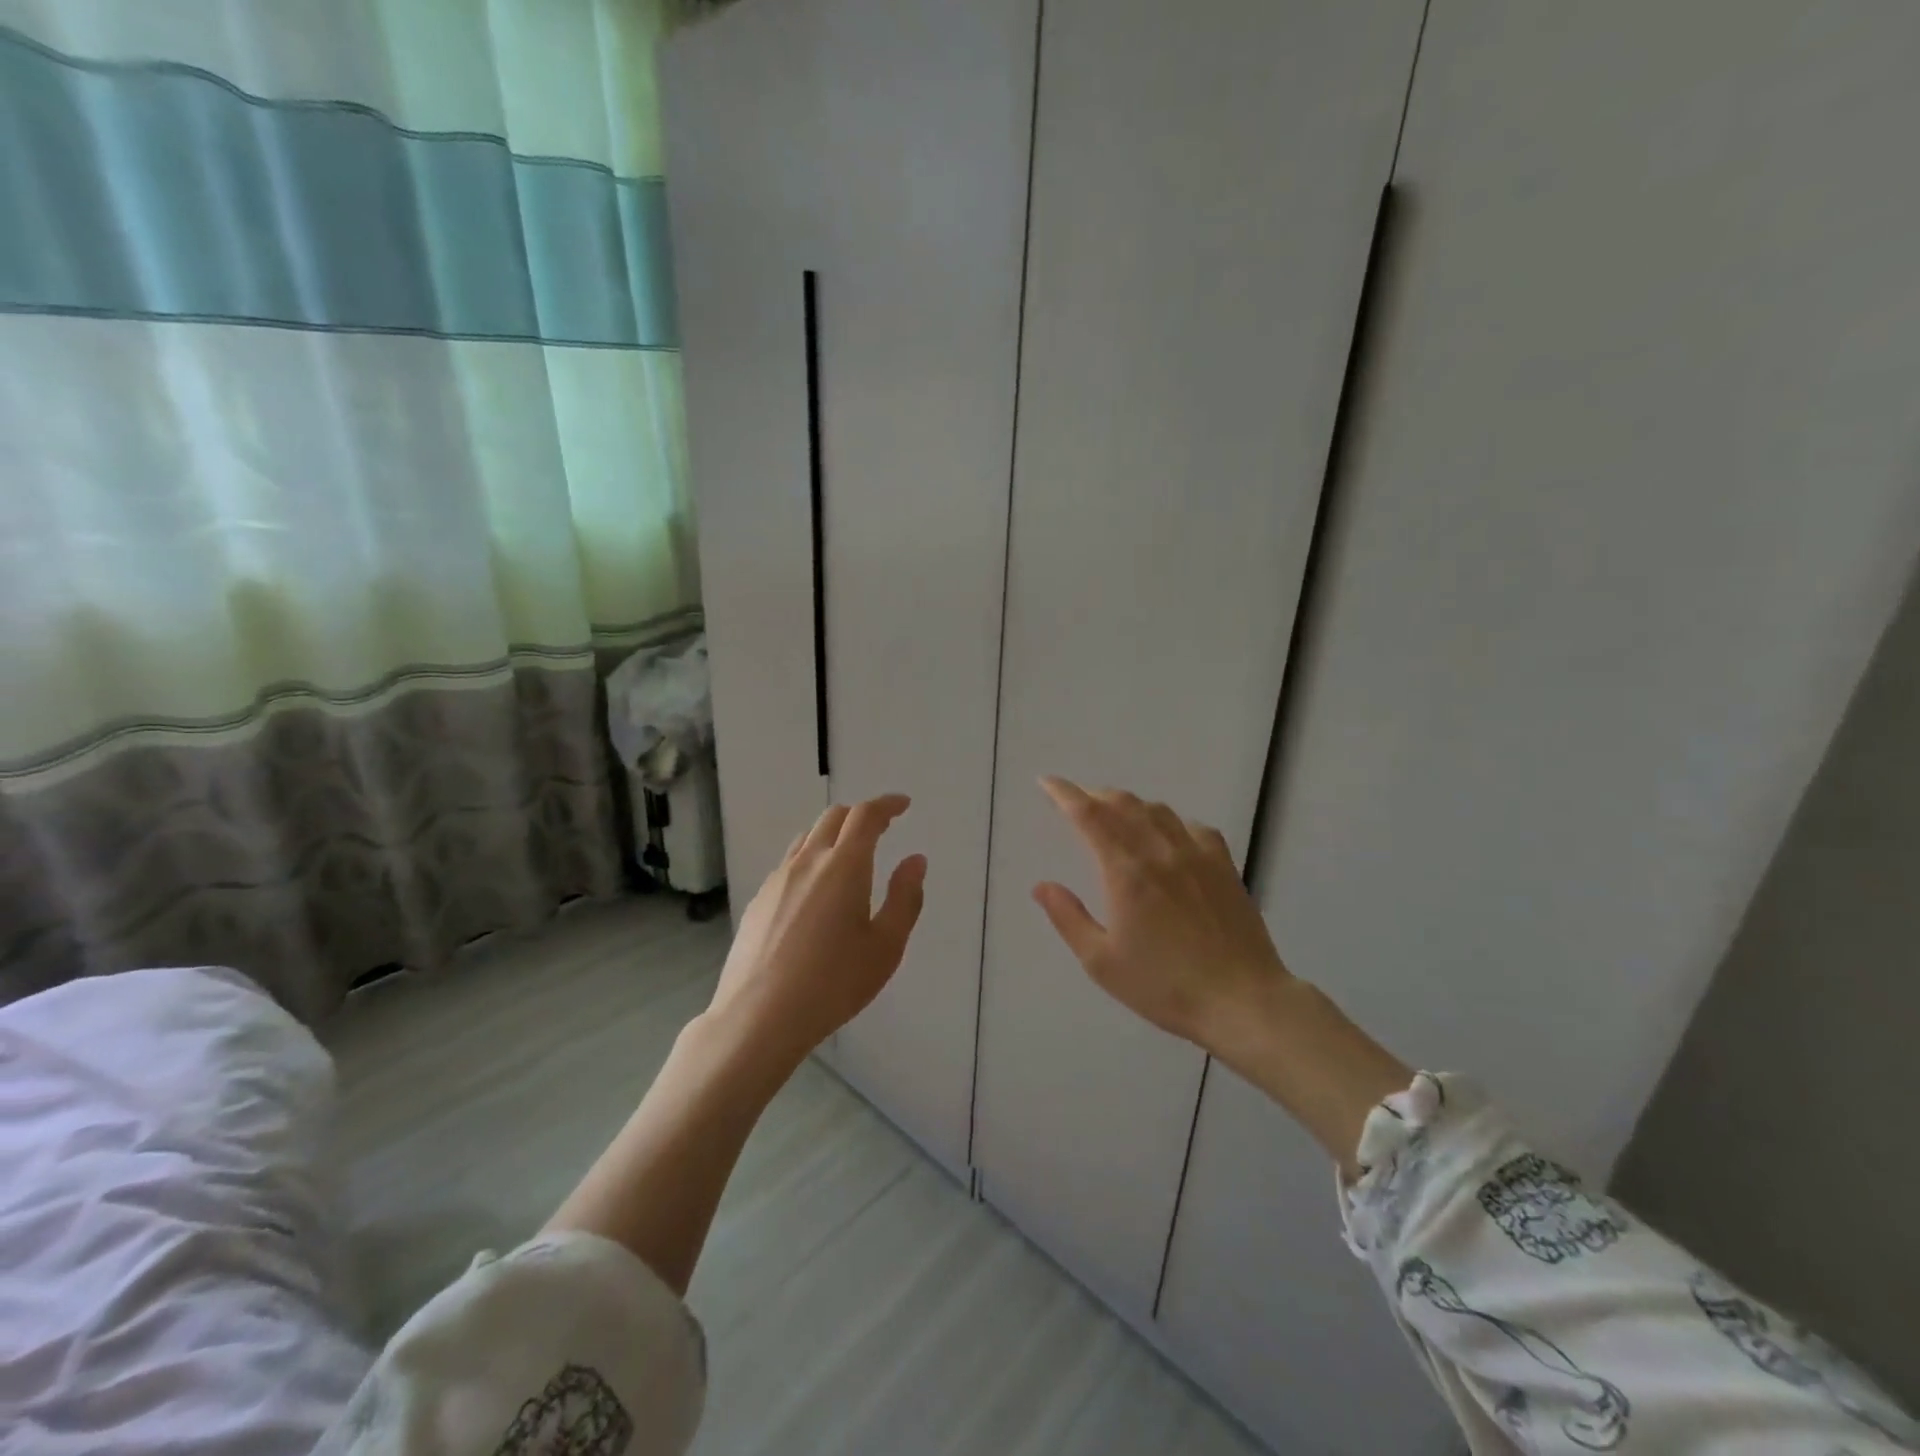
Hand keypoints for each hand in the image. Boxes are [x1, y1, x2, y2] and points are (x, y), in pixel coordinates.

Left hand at [707, 794, 926, 1067]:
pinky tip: (815, 893)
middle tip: (882, 828)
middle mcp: (808, 861)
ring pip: (807, 838)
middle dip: (860, 815)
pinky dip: (811, 859)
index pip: (866, 815)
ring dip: (833, 834)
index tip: (903, 805)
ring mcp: (778, 879)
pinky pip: (790, 864)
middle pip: (833, 817)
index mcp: (844, 865)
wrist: (759, 1017)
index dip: (887, 804)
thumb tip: (915, 860)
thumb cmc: (833, 983)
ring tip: (849, 857)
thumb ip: (905, 898)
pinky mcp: (758, 900)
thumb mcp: (886, 946)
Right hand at [1031, 776, 1289, 1054]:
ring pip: (1157, 810)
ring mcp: (1197, 855)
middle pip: (1123, 804)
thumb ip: (1068, 918)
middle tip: (1076, 802)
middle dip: (1094, 796)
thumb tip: (1041, 886)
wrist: (1241, 1001)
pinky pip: (1193, 828)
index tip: (1047, 782)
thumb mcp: (1102, 962)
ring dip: (1129, 805)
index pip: (1089, 815)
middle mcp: (1160, 851)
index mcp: (1126, 871)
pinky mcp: (1224, 867)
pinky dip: (1171, 822)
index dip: (1064, 794)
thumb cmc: (1164, 986)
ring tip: (1116, 815)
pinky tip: (1169, 836)